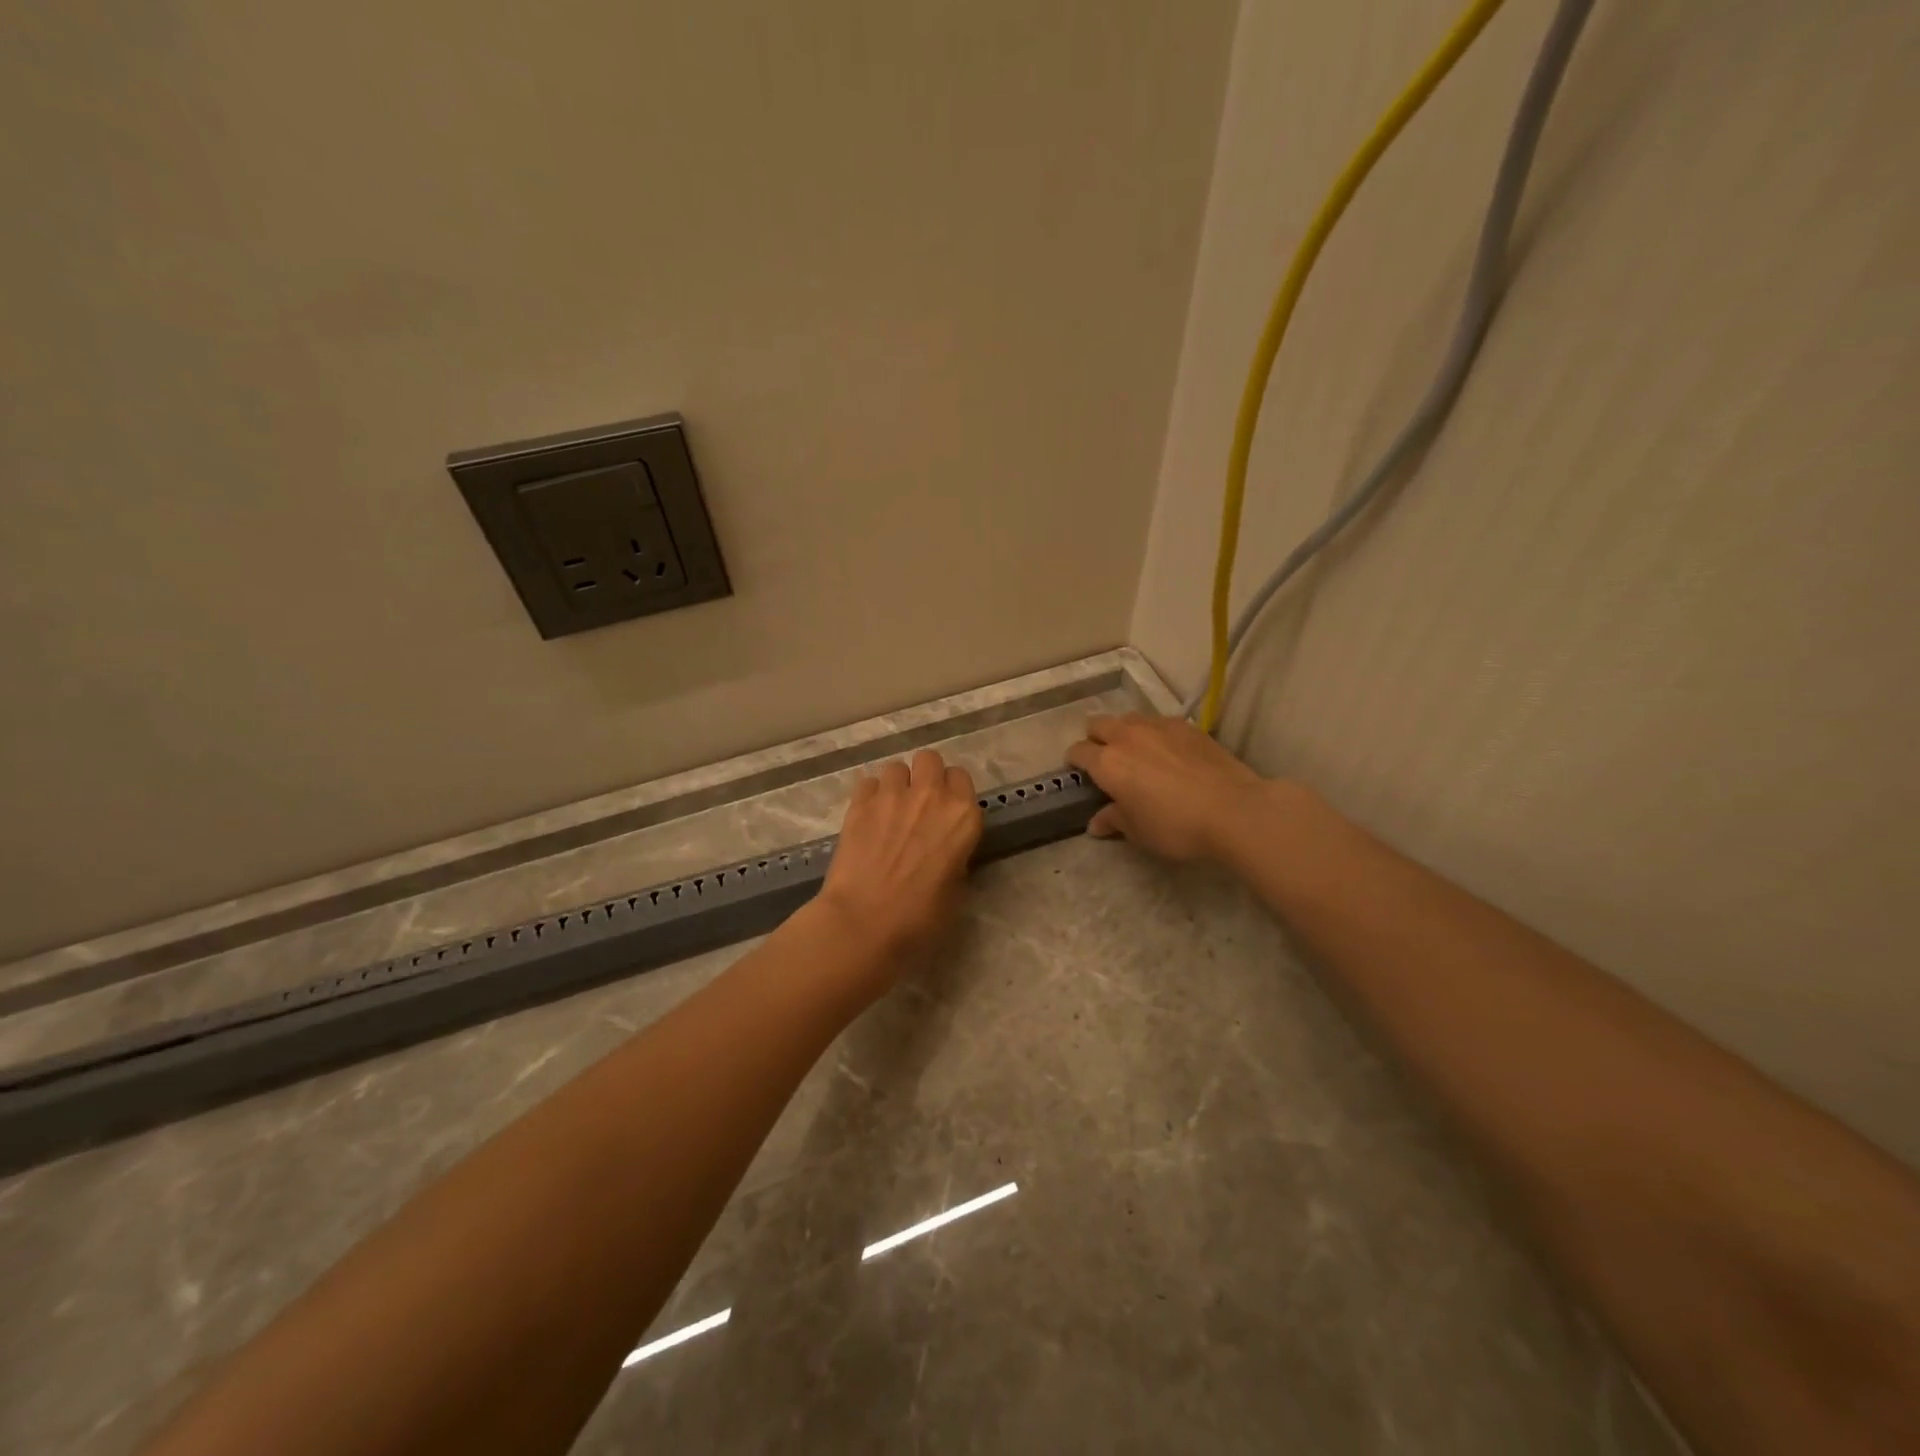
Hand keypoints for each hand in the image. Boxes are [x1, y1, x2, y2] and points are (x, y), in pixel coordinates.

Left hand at [814, 749, 982, 983]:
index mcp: (963, 816)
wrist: (864, 923)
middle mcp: (931, 796)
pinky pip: (868, 782)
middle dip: (925, 775)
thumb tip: (944, 851)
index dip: (952, 792)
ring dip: (896, 784)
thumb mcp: (956, 891)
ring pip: (896, 767)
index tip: (945, 811)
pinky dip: (870, 795)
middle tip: (918, 804)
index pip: (961, 778)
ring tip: (889, 810)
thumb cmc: (920, 919)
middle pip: (930, 759)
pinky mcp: (859, 804)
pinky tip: (867, 817)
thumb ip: (955, 858)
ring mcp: (892, 795)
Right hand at [1066, 713, 1268, 863]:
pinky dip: (1154, 733)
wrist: (1234, 809)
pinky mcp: (1187, 725)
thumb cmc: (1176, 826)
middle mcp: (1127, 736)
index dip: (1074, 762)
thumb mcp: (1138, 832)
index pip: (1078, 752)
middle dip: (1095, 739)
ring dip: (1124, 732)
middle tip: (1105, 760)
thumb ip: (1114, 820)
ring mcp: (1158, 726)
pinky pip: (1159, 722)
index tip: (1079, 774)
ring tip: (1136, 753)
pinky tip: (1168, 752)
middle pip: (1098, 724)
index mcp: (1107, 763)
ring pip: (1128, 719)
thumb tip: (1096, 824)